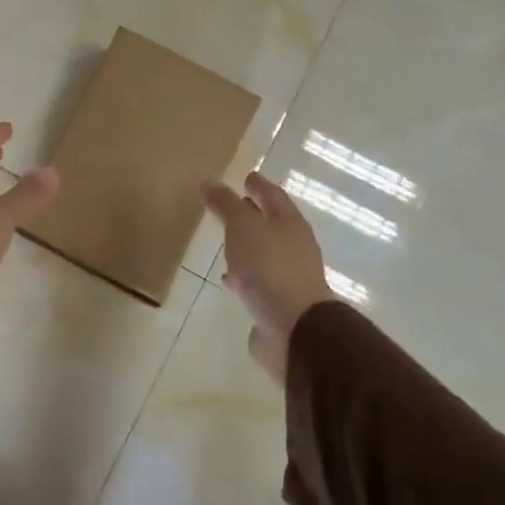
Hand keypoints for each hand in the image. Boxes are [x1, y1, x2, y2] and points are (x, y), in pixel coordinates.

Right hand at [203, 172, 332, 384]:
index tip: (245, 176)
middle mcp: (294, 246)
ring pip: (264, 253)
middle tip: (229, 208)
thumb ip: (226, 204)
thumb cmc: (269, 267)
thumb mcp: (242, 227)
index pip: (273, 194)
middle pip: (271, 223)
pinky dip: (245, 276)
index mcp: (290, 222)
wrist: (295, 328)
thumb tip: (210, 182)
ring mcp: (290, 276)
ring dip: (247, 247)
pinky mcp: (281, 303)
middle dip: (252, 214)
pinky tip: (230, 281)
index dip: (258, 184)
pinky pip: (259, 281)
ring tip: (225, 245)